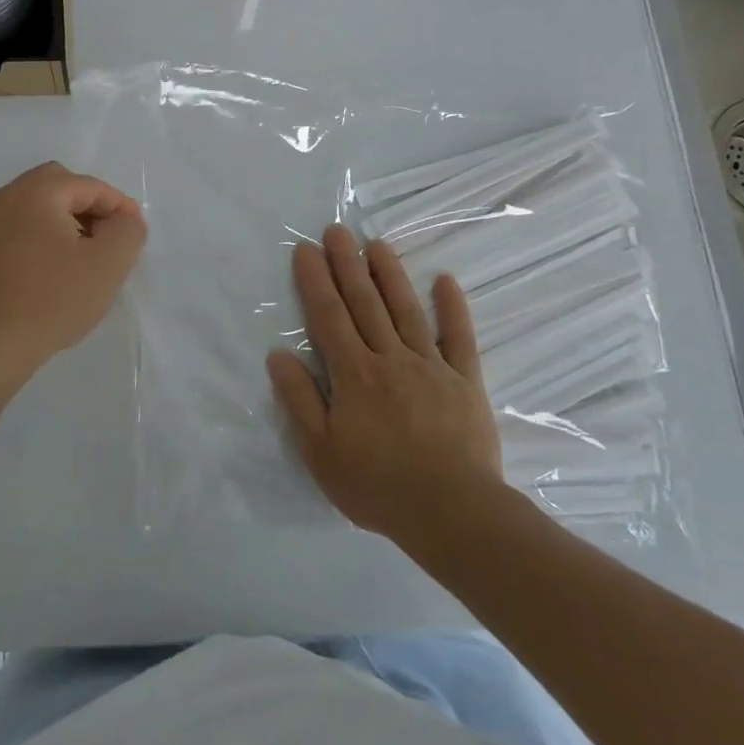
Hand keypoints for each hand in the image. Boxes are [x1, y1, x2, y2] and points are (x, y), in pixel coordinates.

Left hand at [0, 162, 145, 386]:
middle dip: (90, 209)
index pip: (90, 186)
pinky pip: (21, 229)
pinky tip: (57, 273)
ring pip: (39, 208)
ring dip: (68, 224)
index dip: (120, 207)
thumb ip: (128, 230)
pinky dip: (45, 239)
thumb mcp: (107, 264)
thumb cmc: (50, 300)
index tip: (135, 236)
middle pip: (61, 187)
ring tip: (86, 260)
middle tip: (109, 241)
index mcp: (36, 191)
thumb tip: (123, 220)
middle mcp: (7, 197)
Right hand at [268, 225, 507, 552]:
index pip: (328, 316)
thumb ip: (300, 400)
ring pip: (406, 310)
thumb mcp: (321, 452)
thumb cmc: (378, 486)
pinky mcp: (465, 381)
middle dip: (348, 264)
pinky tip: (446, 281)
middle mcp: (390, 358)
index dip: (315, 280)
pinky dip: (453, 308)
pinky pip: (459, 338)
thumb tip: (278, 354)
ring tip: (376, 244)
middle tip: (337, 230)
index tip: (305, 249)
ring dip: (390, 274)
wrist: (453, 513)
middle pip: (365, 303)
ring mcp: (431, 366)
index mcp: (354, 374)